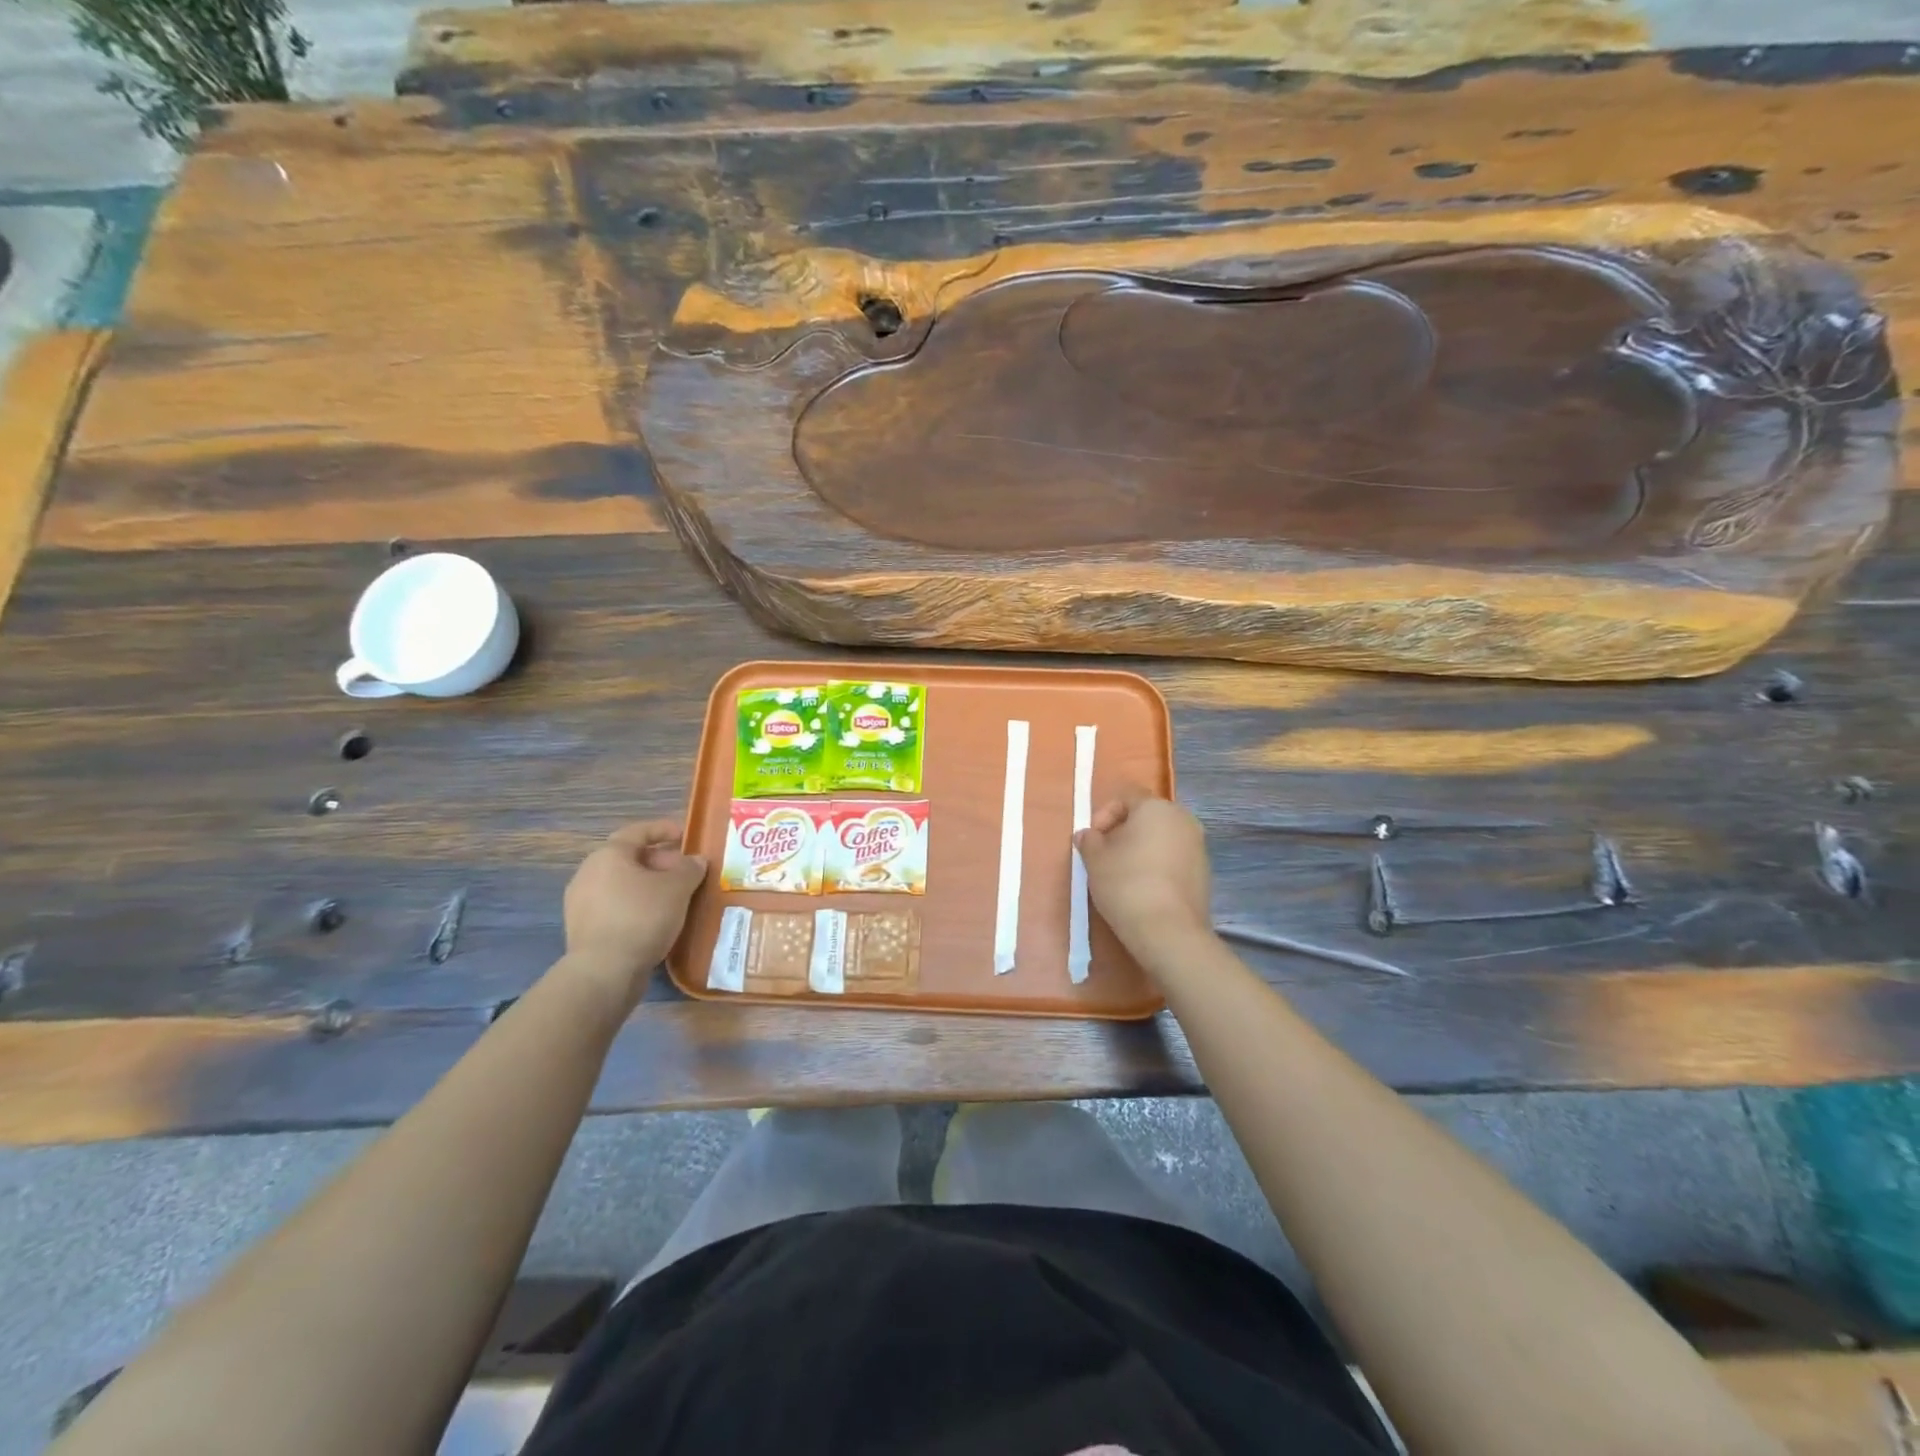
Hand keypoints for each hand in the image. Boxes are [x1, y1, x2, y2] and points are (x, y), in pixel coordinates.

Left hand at [562, 821, 706, 1001]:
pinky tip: (657, 920)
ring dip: (649, 886)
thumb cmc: (642, 917)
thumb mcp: (678, 888)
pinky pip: (615, 906)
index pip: (638, 831)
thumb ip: (690, 868)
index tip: (685, 835)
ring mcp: (581, 902)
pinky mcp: (583, 928)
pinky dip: (637, 906)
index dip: (663, 829)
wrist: (604, 971)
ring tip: (676, 898)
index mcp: (609, 855)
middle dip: (661, 862)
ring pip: (622, 884)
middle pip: (630, 858)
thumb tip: (696, 861)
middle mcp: (588, 873)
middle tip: (686, 872)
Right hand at [1075, 793, 1213, 959]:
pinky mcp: (1205, 872)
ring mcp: (1198, 845)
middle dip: (1123, 830)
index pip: (1126, 796)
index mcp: (1156, 807)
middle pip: (1147, 815)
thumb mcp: (1095, 860)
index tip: (1093, 839)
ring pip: (1162, 837)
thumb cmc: (1126, 884)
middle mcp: (1183, 819)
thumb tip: (1088, 835)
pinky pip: (1175, 858)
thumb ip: (1089, 841)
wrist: (1169, 931)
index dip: (1104, 813)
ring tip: (1123, 873)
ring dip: (1142, 848)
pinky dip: (1158, 865)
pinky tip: (1144, 888)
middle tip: (1105, 854)